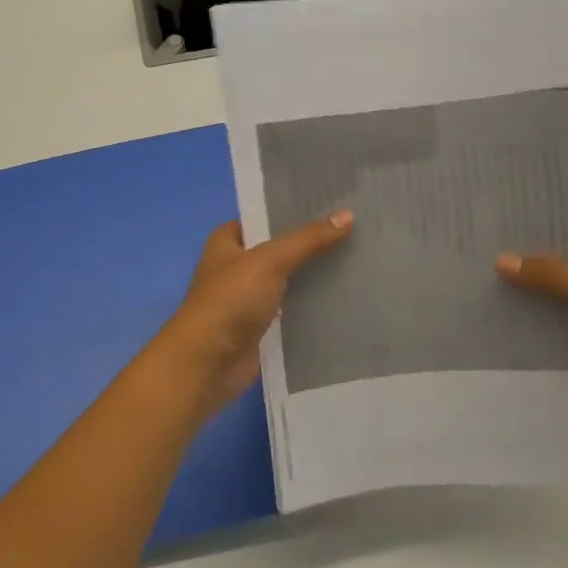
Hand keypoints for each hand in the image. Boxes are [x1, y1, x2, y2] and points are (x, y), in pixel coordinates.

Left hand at [156, 210, 354, 414]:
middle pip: (282, 247)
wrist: (206, 365)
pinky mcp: (263, 326)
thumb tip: (347, 216)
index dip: (298, 209)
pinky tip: (347, 295)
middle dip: (314, 242)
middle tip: (359, 228)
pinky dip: (315, 304)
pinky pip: (294, 308)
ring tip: (362, 258)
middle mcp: (238, 265)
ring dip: (317, 274)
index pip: (267, 215)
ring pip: (291, 279)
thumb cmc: (229, 302)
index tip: (338, 202)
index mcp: (228, 240)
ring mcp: (250, 297)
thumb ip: (308, 240)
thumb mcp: (269, 261)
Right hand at [497, 218, 567, 433]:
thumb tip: (501, 260)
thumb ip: (556, 277)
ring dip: (538, 286)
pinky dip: (547, 313)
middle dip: (535, 255)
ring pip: (567, 285)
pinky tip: (512, 311)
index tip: (506, 217)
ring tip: (490, 277)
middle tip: (489, 247)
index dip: (547, 220)